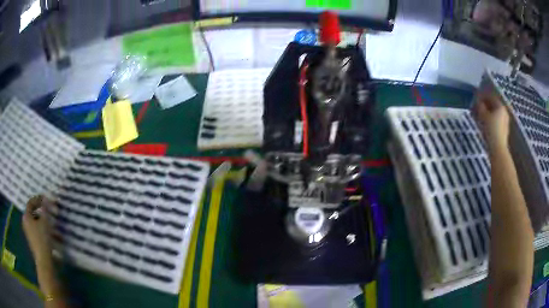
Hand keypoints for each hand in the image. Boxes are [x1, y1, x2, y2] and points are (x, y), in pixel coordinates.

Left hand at [22, 196, 54, 263]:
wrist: (44, 261)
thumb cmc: (42, 239)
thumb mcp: (45, 222)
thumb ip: (45, 210)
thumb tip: (46, 199)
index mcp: (26, 216)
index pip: (31, 203)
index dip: (38, 199)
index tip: (46, 199)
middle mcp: (26, 224)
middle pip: (35, 215)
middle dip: (44, 215)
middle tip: (51, 214)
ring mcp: (30, 235)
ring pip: (39, 226)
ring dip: (47, 226)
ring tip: (57, 229)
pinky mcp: (35, 243)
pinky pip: (40, 234)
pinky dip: (47, 234)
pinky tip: (55, 238)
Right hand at [474, 92, 509, 151]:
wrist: (498, 148)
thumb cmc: (491, 130)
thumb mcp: (483, 116)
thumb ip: (480, 107)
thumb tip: (478, 101)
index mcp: (500, 106)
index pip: (490, 97)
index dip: (483, 96)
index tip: (476, 98)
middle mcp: (504, 111)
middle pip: (494, 105)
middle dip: (486, 105)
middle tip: (478, 107)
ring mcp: (505, 121)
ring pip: (495, 113)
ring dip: (488, 113)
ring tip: (481, 115)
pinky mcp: (504, 129)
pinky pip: (497, 120)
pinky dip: (491, 119)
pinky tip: (486, 123)